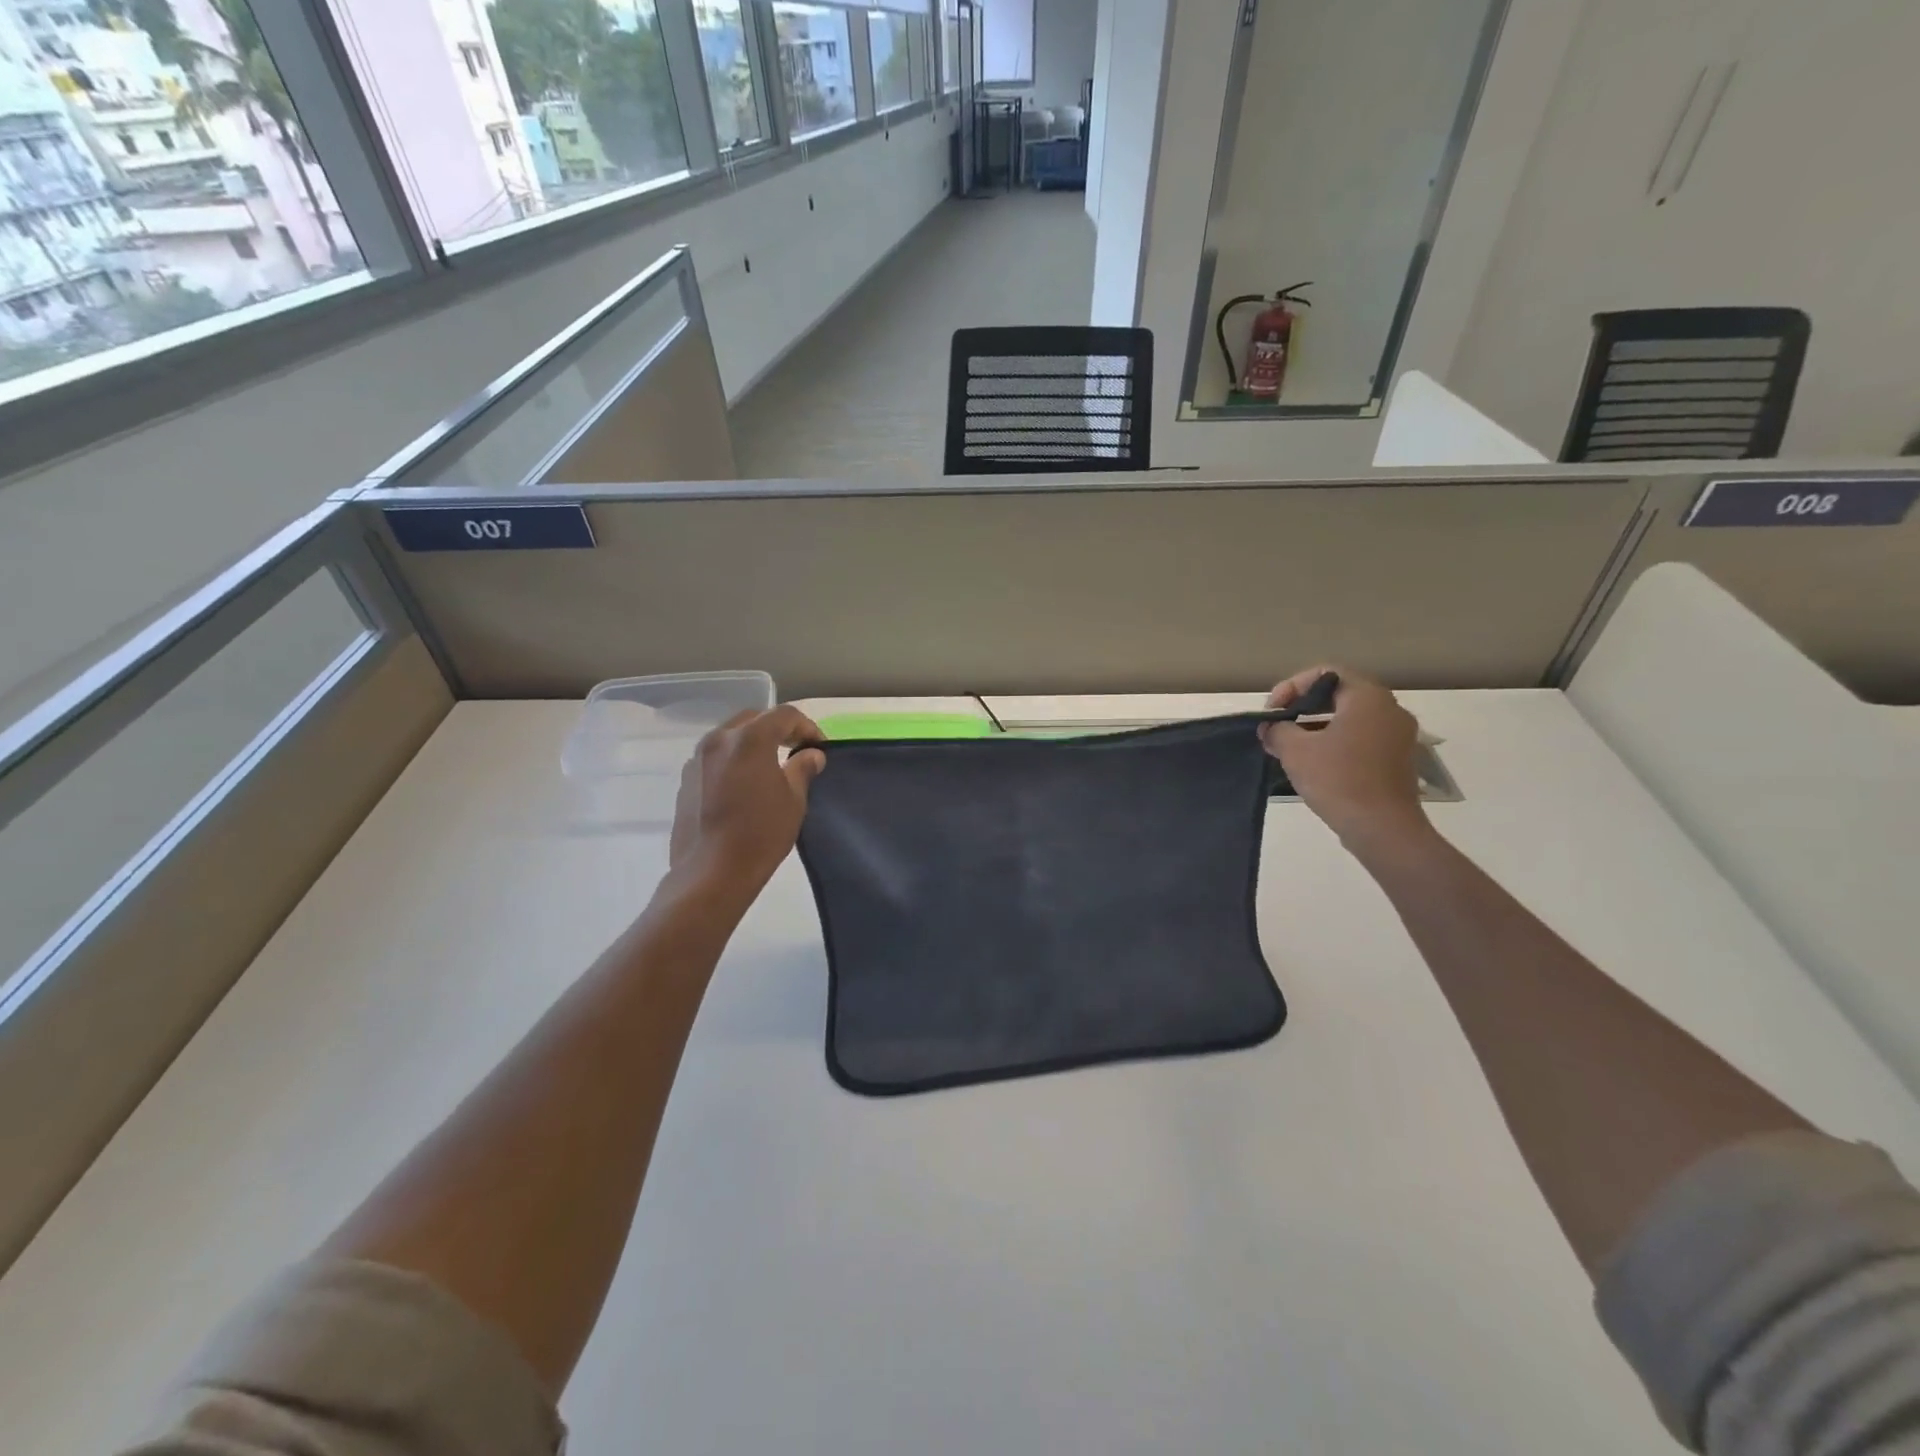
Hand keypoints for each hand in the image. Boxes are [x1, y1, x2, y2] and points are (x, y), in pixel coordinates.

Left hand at [670, 706, 826, 893]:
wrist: (711, 873)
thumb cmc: (761, 834)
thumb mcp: (794, 800)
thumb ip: (802, 768)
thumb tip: (811, 755)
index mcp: (749, 739)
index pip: (784, 715)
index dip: (807, 727)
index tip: (819, 747)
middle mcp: (719, 740)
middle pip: (754, 719)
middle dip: (778, 729)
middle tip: (797, 749)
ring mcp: (697, 759)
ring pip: (731, 736)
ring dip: (753, 743)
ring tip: (771, 766)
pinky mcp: (686, 780)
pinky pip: (715, 757)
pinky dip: (734, 760)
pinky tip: (745, 785)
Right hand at [1259, 666, 1429, 850]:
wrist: (1382, 828)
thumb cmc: (1338, 779)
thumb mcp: (1295, 750)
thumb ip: (1278, 730)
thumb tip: (1271, 728)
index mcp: (1367, 697)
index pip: (1325, 673)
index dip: (1291, 687)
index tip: (1273, 712)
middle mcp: (1389, 709)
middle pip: (1338, 694)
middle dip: (1302, 708)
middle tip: (1277, 727)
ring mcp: (1399, 735)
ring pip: (1349, 718)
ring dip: (1317, 727)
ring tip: (1290, 747)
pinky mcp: (1398, 759)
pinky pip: (1362, 739)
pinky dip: (1336, 743)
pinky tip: (1314, 764)